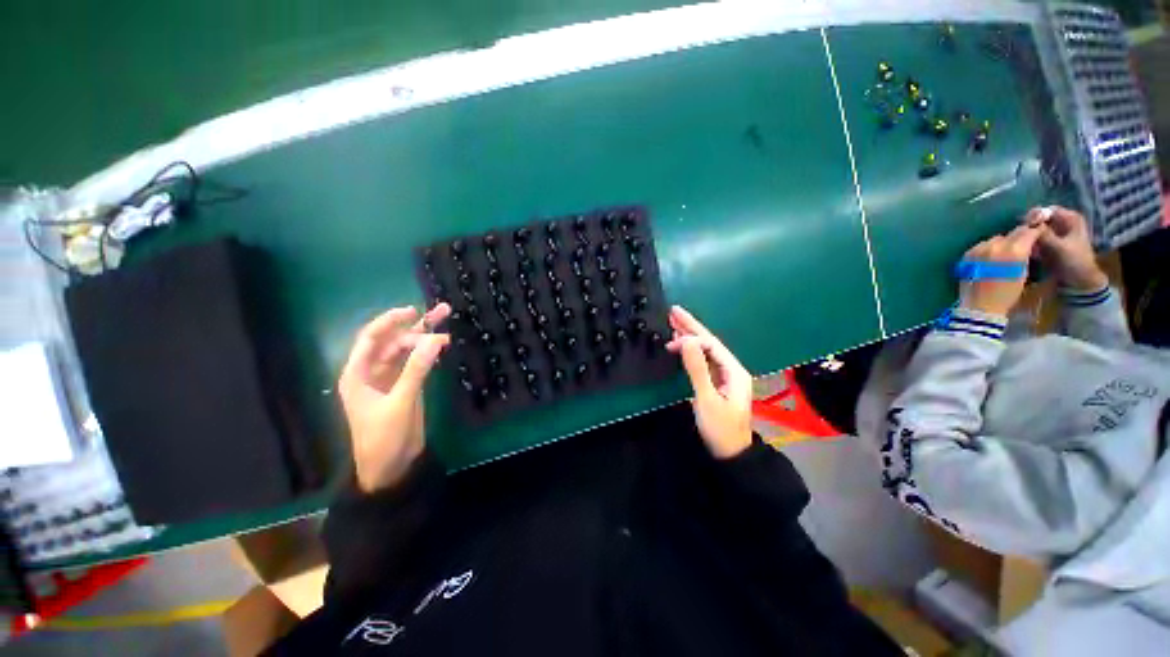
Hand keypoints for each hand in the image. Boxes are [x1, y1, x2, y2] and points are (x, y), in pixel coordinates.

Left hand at [338, 304, 450, 492]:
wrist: (391, 467)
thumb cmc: (384, 437)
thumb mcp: (400, 402)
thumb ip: (417, 370)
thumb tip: (435, 340)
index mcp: (358, 374)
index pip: (371, 338)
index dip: (390, 321)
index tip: (413, 311)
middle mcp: (372, 371)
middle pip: (393, 341)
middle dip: (415, 326)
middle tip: (442, 313)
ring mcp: (390, 378)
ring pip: (407, 350)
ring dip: (425, 337)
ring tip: (447, 324)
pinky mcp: (405, 386)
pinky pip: (417, 363)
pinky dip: (429, 353)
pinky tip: (442, 345)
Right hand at [665, 306, 752, 458]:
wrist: (730, 453)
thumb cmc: (720, 428)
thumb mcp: (707, 398)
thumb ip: (697, 369)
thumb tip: (688, 341)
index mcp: (734, 370)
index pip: (711, 345)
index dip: (692, 335)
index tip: (672, 333)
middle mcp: (731, 369)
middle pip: (710, 343)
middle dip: (691, 327)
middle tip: (673, 311)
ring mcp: (725, 376)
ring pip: (706, 350)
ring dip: (690, 337)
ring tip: (673, 323)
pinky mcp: (717, 383)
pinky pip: (703, 360)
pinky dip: (691, 351)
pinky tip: (682, 345)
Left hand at [958, 224, 1043, 316]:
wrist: (979, 306)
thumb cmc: (1007, 294)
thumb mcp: (1024, 272)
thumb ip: (1026, 254)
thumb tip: (1030, 244)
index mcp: (1014, 250)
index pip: (1028, 232)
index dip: (1035, 232)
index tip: (1038, 235)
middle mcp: (995, 246)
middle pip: (1012, 233)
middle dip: (1019, 238)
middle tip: (1023, 247)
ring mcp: (978, 249)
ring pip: (996, 239)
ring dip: (1003, 244)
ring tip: (1005, 256)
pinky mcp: (967, 255)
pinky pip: (982, 246)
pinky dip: (989, 249)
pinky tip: (991, 260)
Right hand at [1025, 206, 1107, 291]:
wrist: (1080, 280)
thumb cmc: (1074, 262)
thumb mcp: (1059, 247)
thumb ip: (1044, 235)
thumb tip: (1026, 226)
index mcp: (1071, 218)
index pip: (1048, 210)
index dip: (1035, 216)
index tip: (1025, 227)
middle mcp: (1063, 223)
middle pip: (1041, 219)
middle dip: (1031, 227)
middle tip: (1021, 236)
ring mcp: (1056, 233)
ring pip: (1037, 229)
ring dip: (1030, 236)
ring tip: (1024, 245)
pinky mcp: (1050, 243)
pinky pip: (1037, 239)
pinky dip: (1031, 243)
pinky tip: (1028, 251)